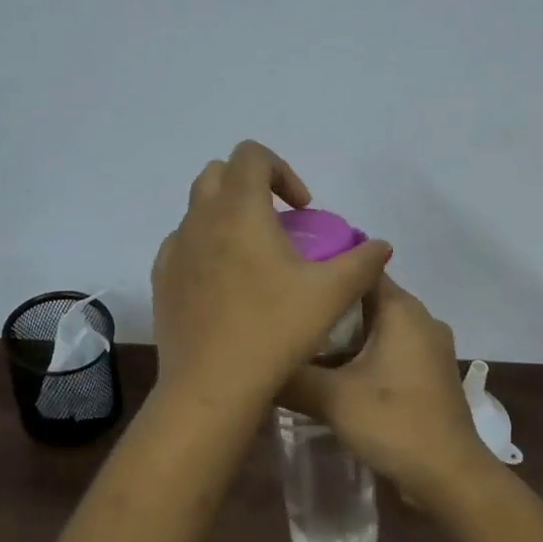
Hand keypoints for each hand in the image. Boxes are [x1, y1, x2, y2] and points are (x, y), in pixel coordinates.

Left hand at [152, 141, 391, 412]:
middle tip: (279, 222)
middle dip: (251, 185)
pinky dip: (206, 246)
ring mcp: (175, 249)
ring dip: (227, 215)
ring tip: (254, 255)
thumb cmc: (274, 331)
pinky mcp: (162, 279)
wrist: (211, 387)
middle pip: (219, 173)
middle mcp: (200, 219)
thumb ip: (362, 262)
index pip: (252, 155)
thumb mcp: (331, 295)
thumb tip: (381, 246)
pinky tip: (226, 284)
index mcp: (239, 210)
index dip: (283, 171)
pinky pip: (183, 244)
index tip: (304, 209)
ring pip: (198, 209)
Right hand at [279, 276, 494, 508]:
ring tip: (301, 346)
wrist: (449, 476)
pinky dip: (362, 357)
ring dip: (343, 338)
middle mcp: (420, 320)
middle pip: (366, 300)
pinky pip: (389, 351)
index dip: (324, 270)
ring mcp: (428, 348)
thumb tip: (256, 364)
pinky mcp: (429, 375)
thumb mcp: (331, 398)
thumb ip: (292, 377)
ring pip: (377, 329)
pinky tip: (332, 376)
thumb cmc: (393, 422)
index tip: (291, 279)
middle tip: (286, 317)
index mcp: (403, 310)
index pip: (360, 270)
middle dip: (328, 309)